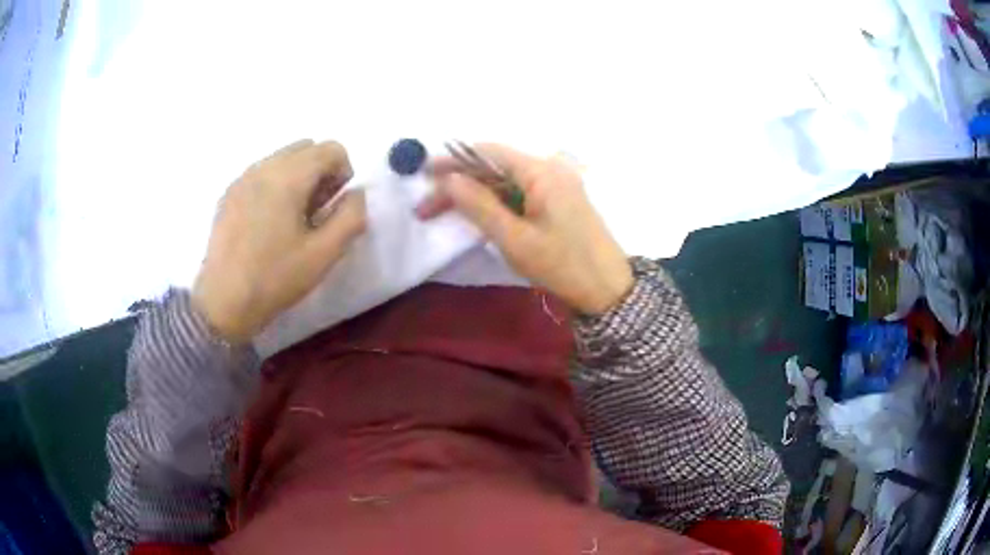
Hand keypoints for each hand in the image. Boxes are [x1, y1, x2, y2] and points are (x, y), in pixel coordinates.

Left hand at [192, 140, 365, 342]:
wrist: (223, 302)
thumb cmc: (275, 278)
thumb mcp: (324, 254)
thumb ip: (351, 216)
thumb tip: (356, 193)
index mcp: (288, 177)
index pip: (330, 149)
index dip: (343, 173)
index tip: (334, 206)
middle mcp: (264, 166)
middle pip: (306, 147)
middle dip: (320, 171)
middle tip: (316, 212)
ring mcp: (242, 178)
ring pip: (282, 158)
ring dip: (298, 177)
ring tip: (291, 218)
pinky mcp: (229, 193)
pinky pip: (262, 173)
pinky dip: (275, 185)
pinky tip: (268, 223)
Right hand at [417, 144, 631, 314]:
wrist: (608, 290)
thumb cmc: (562, 265)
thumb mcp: (515, 239)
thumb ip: (479, 205)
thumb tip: (449, 179)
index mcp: (540, 171)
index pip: (489, 152)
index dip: (454, 160)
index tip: (424, 173)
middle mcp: (548, 169)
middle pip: (494, 167)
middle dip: (458, 183)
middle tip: (426, 205)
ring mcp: (555, 184)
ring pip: (504, 181)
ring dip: (473, 194)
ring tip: (440, 212)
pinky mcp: (557, 200)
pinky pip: (518, 193)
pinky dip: (494, 203)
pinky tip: (474, 215)